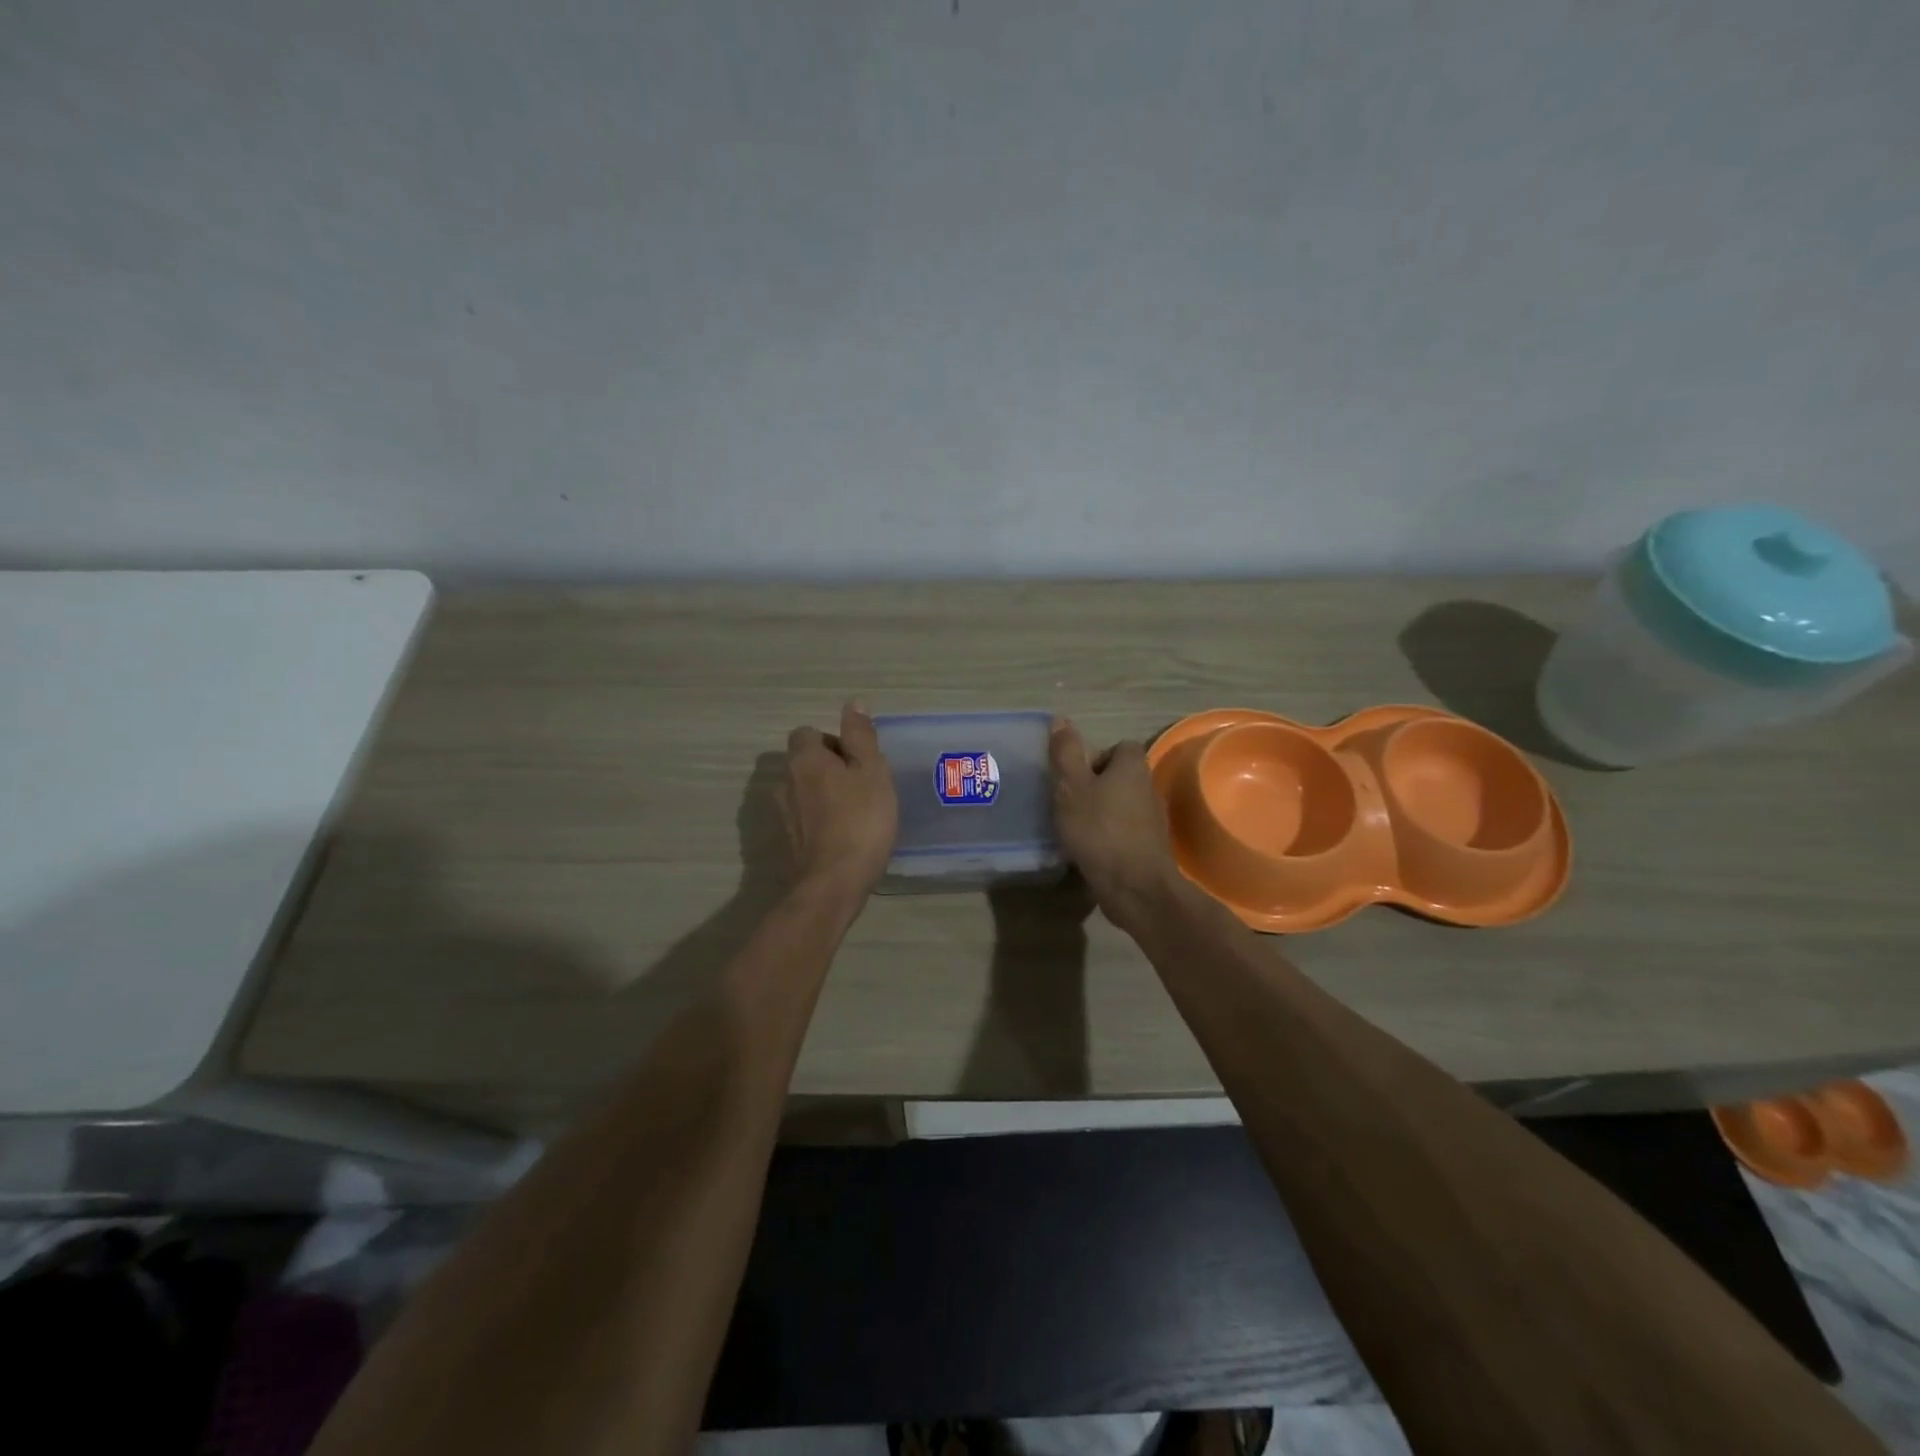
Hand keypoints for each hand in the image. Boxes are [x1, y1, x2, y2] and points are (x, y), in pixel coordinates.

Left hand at [782, 703, 897, 900]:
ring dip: (822, 797)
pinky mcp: (784, 843)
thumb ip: (860, 737)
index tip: (857, 761)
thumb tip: (852, 704)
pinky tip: (841, 837)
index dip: (832, 742)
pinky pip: (802, 821)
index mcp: (804, 759)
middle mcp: (784, 782)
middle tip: (860, 787)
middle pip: (803, 763)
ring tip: (853, 814)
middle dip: (827, 769)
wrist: (832, 884)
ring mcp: (780, 815)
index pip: (807, 733)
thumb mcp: (872, 771)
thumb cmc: (860, 821)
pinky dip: (817, 822)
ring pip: (802, 793)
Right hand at [1049, 719, 1183, 931]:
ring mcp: (1153, 820)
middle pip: (1121, 776)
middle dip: (1095, 785)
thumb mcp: (1072, 787)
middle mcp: (1148, 788)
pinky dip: (1108, 836)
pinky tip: (1089, 850)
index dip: (1097, 756)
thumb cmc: (1100, 830)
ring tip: (1074, 827)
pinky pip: (1125, 831)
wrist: (1135, 887)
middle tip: (1068, 801)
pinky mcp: (1149, 848)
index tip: (1074, 774)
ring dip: (1101, 812)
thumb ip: (1065, 754)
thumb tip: (1061, 720)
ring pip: (1122, 805)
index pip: (1121, 747)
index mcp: (1132, 767)